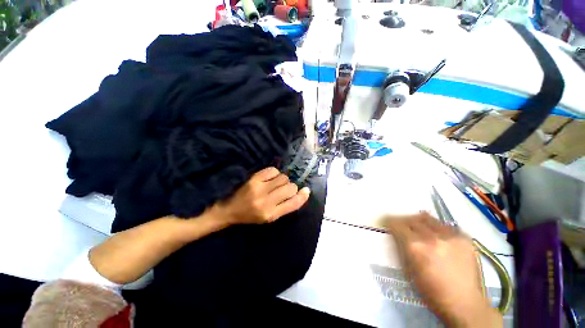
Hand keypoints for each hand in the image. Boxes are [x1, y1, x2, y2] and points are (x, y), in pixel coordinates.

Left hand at [213, 167, 309, 224]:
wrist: (229, 210)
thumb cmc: (251, 216)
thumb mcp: (270, 217)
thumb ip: (285, 207)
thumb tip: (301, 193)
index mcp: (271, 215)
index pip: (294, 203)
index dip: (303, 196)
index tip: (306, 190)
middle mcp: (266, 202)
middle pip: (290, 188)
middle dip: (291, 187)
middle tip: (284, 189)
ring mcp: (259, 189)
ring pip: (283, 178)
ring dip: (283, 180)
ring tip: (275, 184)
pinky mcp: (254, 179)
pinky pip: (273, 170)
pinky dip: (275, 173)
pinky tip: (270, 178)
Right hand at [385, 212, 501, 327]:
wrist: (464, 303)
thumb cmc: (431, 291)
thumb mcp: (408, 270)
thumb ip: (401, 247)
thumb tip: (397, 234)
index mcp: (415, 246)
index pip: (396, 223)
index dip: (390, 222)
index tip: (388, 223)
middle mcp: (431, 237)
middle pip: (411, 219)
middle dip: (404, 222)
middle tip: (404, 227)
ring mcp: (450, 236)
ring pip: (428, 218)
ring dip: (420, 222)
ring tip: (421, 229)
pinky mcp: (465, 238)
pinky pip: (445, 226)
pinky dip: (438, 228)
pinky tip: (440, 238)